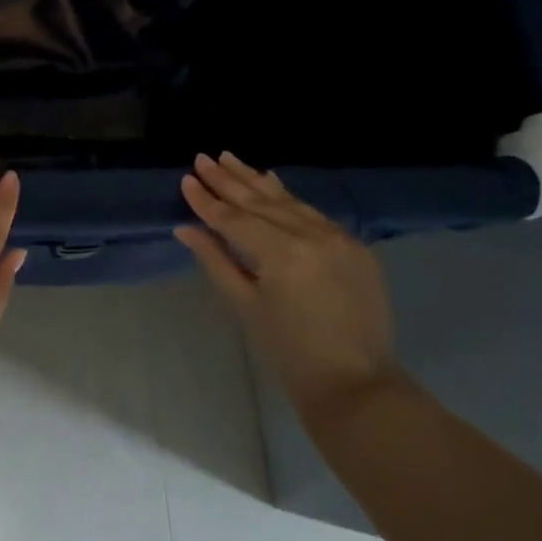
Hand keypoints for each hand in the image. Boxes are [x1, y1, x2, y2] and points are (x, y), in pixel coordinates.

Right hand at [176, 152, 396, 418]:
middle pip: (261, 201)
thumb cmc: (289, 351)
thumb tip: (185, 229)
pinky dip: (287, 197)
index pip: (234, 219)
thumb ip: (216, 260)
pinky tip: (271, 182)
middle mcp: (312, 235)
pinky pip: (313, 213)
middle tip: (204, 158)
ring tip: (230, 159)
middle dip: (229, 180)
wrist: (355, 382)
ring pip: (287, 201)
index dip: (207, 200)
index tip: (187, 179)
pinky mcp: (354, 246)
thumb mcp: (245, 305)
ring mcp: (337, 237)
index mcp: (282, 253)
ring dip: (256, 180)